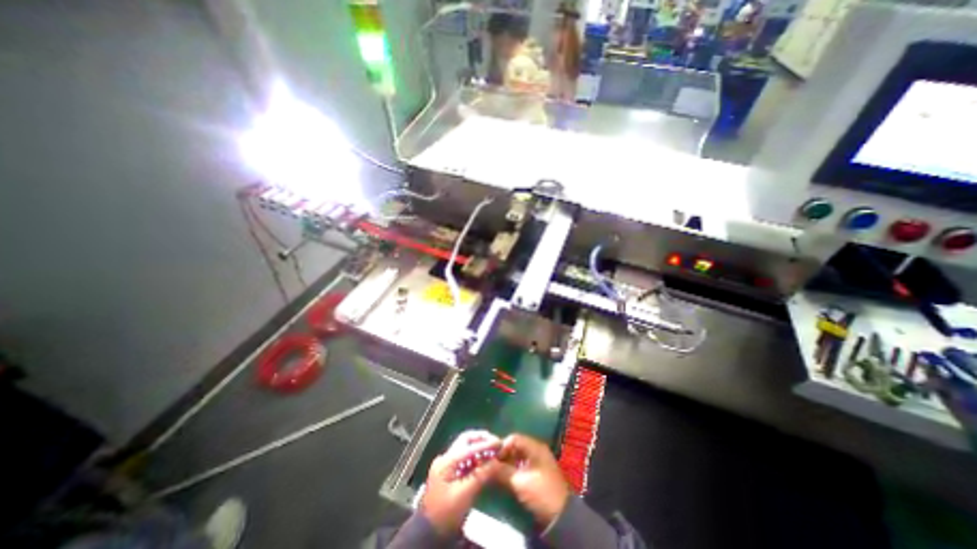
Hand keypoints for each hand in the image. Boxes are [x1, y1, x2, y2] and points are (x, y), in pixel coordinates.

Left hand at [417, 429, 499, 535]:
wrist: (430, 533)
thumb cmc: (446, 513)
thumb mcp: (465, 494)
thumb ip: (480, 475)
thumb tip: (496, 461)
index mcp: (446, 461)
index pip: (469, 447)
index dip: (485, 444)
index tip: (499, 443)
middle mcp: (445, 458)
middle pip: (465, 440)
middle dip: (481, 439)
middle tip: (495, 442)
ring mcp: (446, 464)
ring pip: (465, 448)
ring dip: (479, 447)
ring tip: (493, 450)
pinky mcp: (450, 472)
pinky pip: (465, 458)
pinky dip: (476, 457)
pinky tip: (485, 460)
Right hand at [497, 434, 574, 526]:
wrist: (561, 517)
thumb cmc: (541, 493)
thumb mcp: (520, 482)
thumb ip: (502, 471)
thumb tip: (485, 465)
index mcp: (535, 447)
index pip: (514, 439)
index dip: (501, 447)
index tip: (491, 458)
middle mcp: (536, 450)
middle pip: (515, 446)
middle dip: (503, 455)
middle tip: (491, 465)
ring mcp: (537, 461)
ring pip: (517, 456)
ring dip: (507, 462)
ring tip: (495, 472)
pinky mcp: (537, 472)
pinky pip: (521, 464)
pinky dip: (512, 469)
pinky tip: (505, 477)